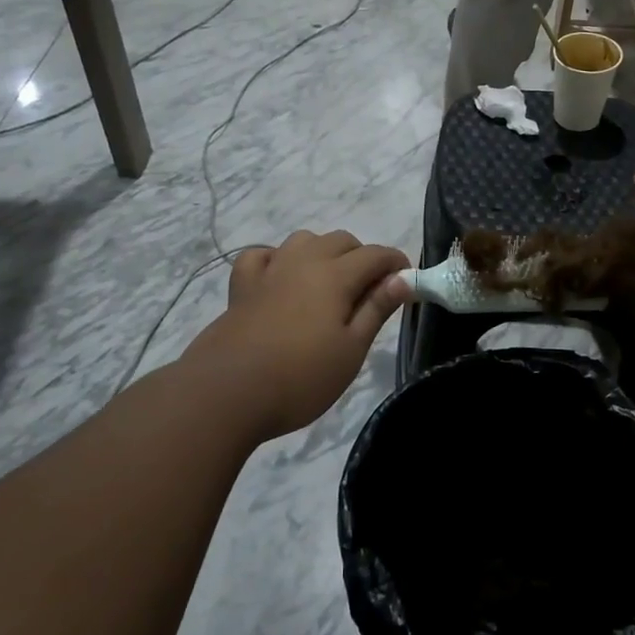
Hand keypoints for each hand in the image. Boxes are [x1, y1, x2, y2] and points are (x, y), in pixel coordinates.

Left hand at [187, 230, 407, 439]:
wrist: (226, 393)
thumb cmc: (300, 377)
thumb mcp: (351, 349)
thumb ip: (377, 309)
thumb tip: (403, 278)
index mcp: (335, 276)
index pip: (375, 255)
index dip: (396, 263)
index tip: (407, 282)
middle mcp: (303, 261)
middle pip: (341, 240)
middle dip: (363, 257)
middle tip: (370, 292)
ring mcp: (269, 271)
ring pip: (303, 240)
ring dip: (323, 252)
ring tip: (329, 283)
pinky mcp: (241, 287)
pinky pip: (262, 255)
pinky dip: (277, 259)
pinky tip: (281, 279)